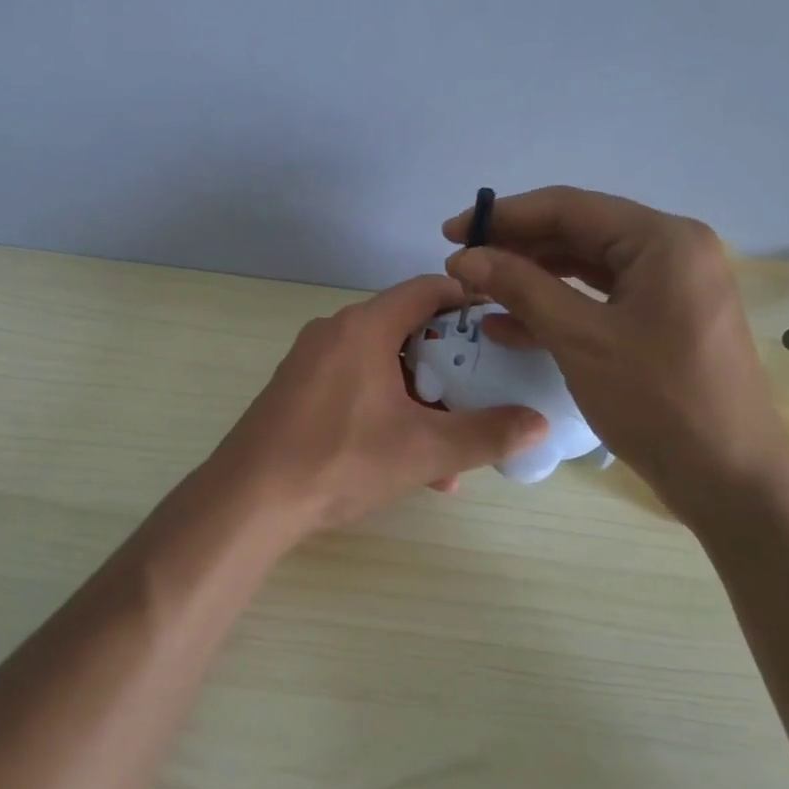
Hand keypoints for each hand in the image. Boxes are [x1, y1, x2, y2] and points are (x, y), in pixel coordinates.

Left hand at [210, 275, 547, 540]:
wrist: (249, 499)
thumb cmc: (340, 460)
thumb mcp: (423, 451)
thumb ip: (486, 434)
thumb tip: (539, 423)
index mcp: (364, 327)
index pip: (426, 290)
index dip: (466, 301)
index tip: (499, 325)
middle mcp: (335, 331)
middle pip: (405, 329)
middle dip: (447, 364)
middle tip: (480, 393)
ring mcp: (311, 361)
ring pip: (381, 365)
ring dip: (418, 399)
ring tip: (449, 448)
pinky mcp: (297, 389)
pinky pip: (354, 385)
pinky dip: (385, 410)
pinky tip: (405, 463)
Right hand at [442, 186, 788, 524]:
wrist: (731, 482)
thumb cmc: (658, 402)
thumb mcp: (580, 339)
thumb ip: (521, 288)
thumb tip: (465, 257)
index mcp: (662, 240)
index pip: (568, 207)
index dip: (503, 216)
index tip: (452, 231)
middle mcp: (671, 250)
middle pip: (577, 233)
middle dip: (515, 249)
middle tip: (460, 265)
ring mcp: (669, 287)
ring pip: (584, 268)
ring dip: (530, 279)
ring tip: (477, 292)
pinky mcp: (662, 320)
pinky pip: (599, 300)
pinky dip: (555, 308)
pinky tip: (506, 326)